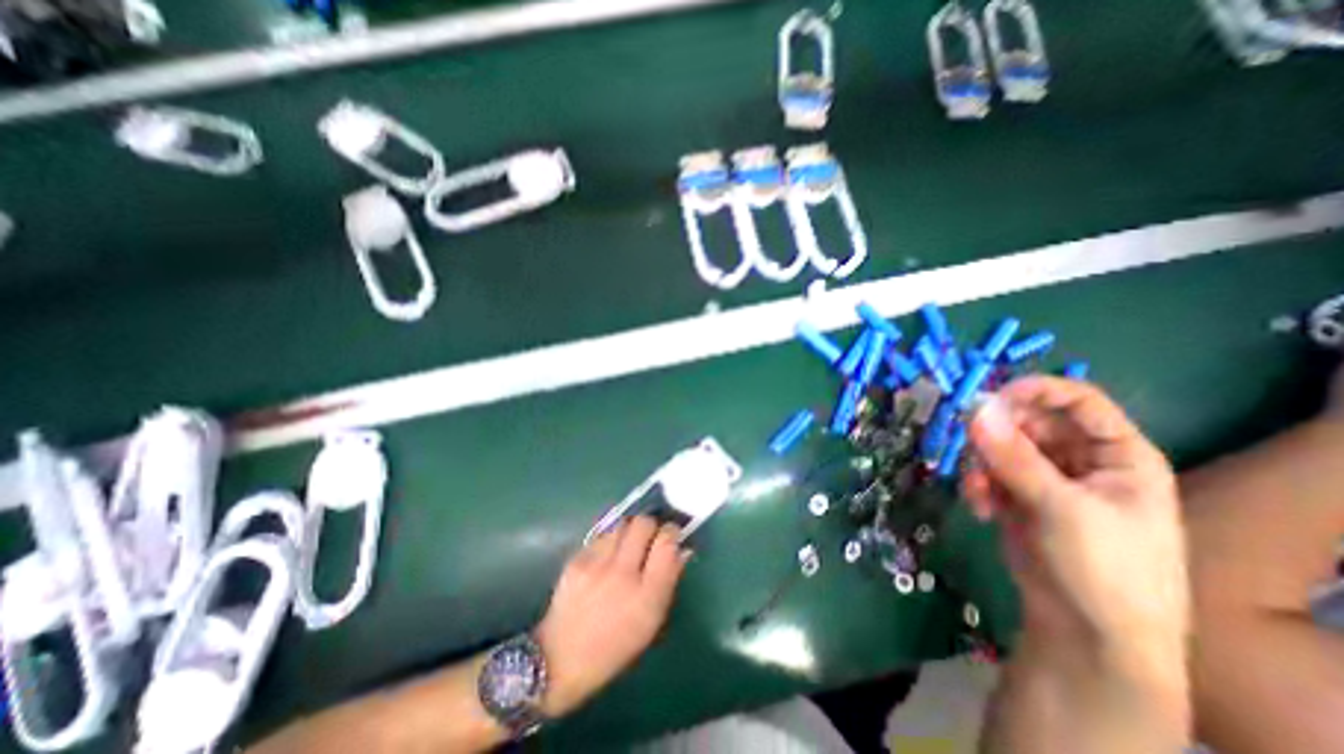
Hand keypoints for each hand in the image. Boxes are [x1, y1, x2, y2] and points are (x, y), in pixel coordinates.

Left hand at [532, 519, 687, 717]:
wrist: (560, 660)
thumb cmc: (615, 647)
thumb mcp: (652, 623)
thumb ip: (669, 581)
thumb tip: (681, 549)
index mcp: (647, 595)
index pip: (667, 543)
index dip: (672, 533)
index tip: (671, 536)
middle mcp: (623, 573)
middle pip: (644, 523)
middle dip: (650, 525)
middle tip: (649, 537)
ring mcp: (597, 564)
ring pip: (622, 524)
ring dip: (629, 531)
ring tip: (626, 546)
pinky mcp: (577, 559)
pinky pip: (601, 536)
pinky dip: (609, 541)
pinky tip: (605, 558)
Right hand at [960, 378, 1188, 669]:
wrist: (1087, 632)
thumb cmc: (1103, 567)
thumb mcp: (1062, 508)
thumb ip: (1013, 456)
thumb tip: (973, 408)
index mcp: (1116, 455)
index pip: (1077, 402)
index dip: (1035, 391)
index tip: (989, 398)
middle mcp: (1079, 460)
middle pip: (1028, 422)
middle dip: (995, 434)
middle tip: (968, 446)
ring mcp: (1045, 478)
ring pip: (999, 446)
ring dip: (981, 464)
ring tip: (979, 491)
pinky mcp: (1016, 496)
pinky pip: (987, 472)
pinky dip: (978, 485)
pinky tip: (980, 508)